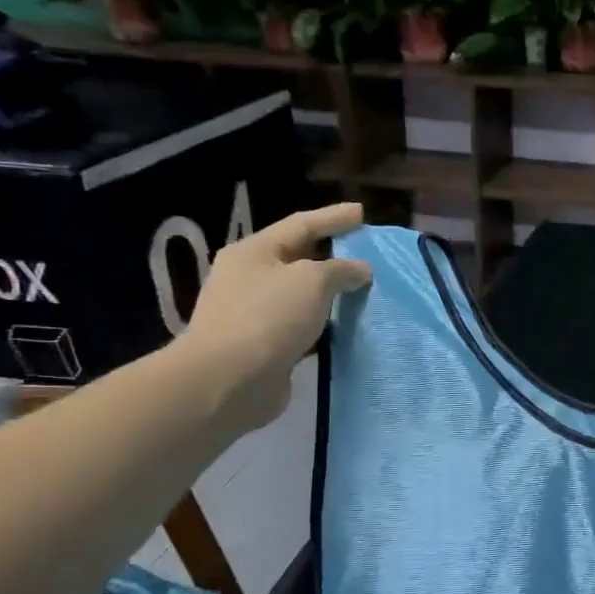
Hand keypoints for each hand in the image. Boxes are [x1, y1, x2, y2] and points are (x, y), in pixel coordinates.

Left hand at [176, 202, 370, 431]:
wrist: (228, 380)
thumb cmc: (268, 317)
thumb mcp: (311, 281)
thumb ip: (340, 270)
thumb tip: (360, 270)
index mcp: (254, 252)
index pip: (301, 224)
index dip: (333, 217)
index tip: (362, 213)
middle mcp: (250, 278)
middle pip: (298, 258)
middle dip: (332, 254)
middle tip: (366, 252)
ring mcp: (254, 314)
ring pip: (302, 295)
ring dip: (331, 293)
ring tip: (364, 290)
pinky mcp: (264, 346)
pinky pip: (303, 326)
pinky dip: (325, 323)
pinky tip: (347, 326)